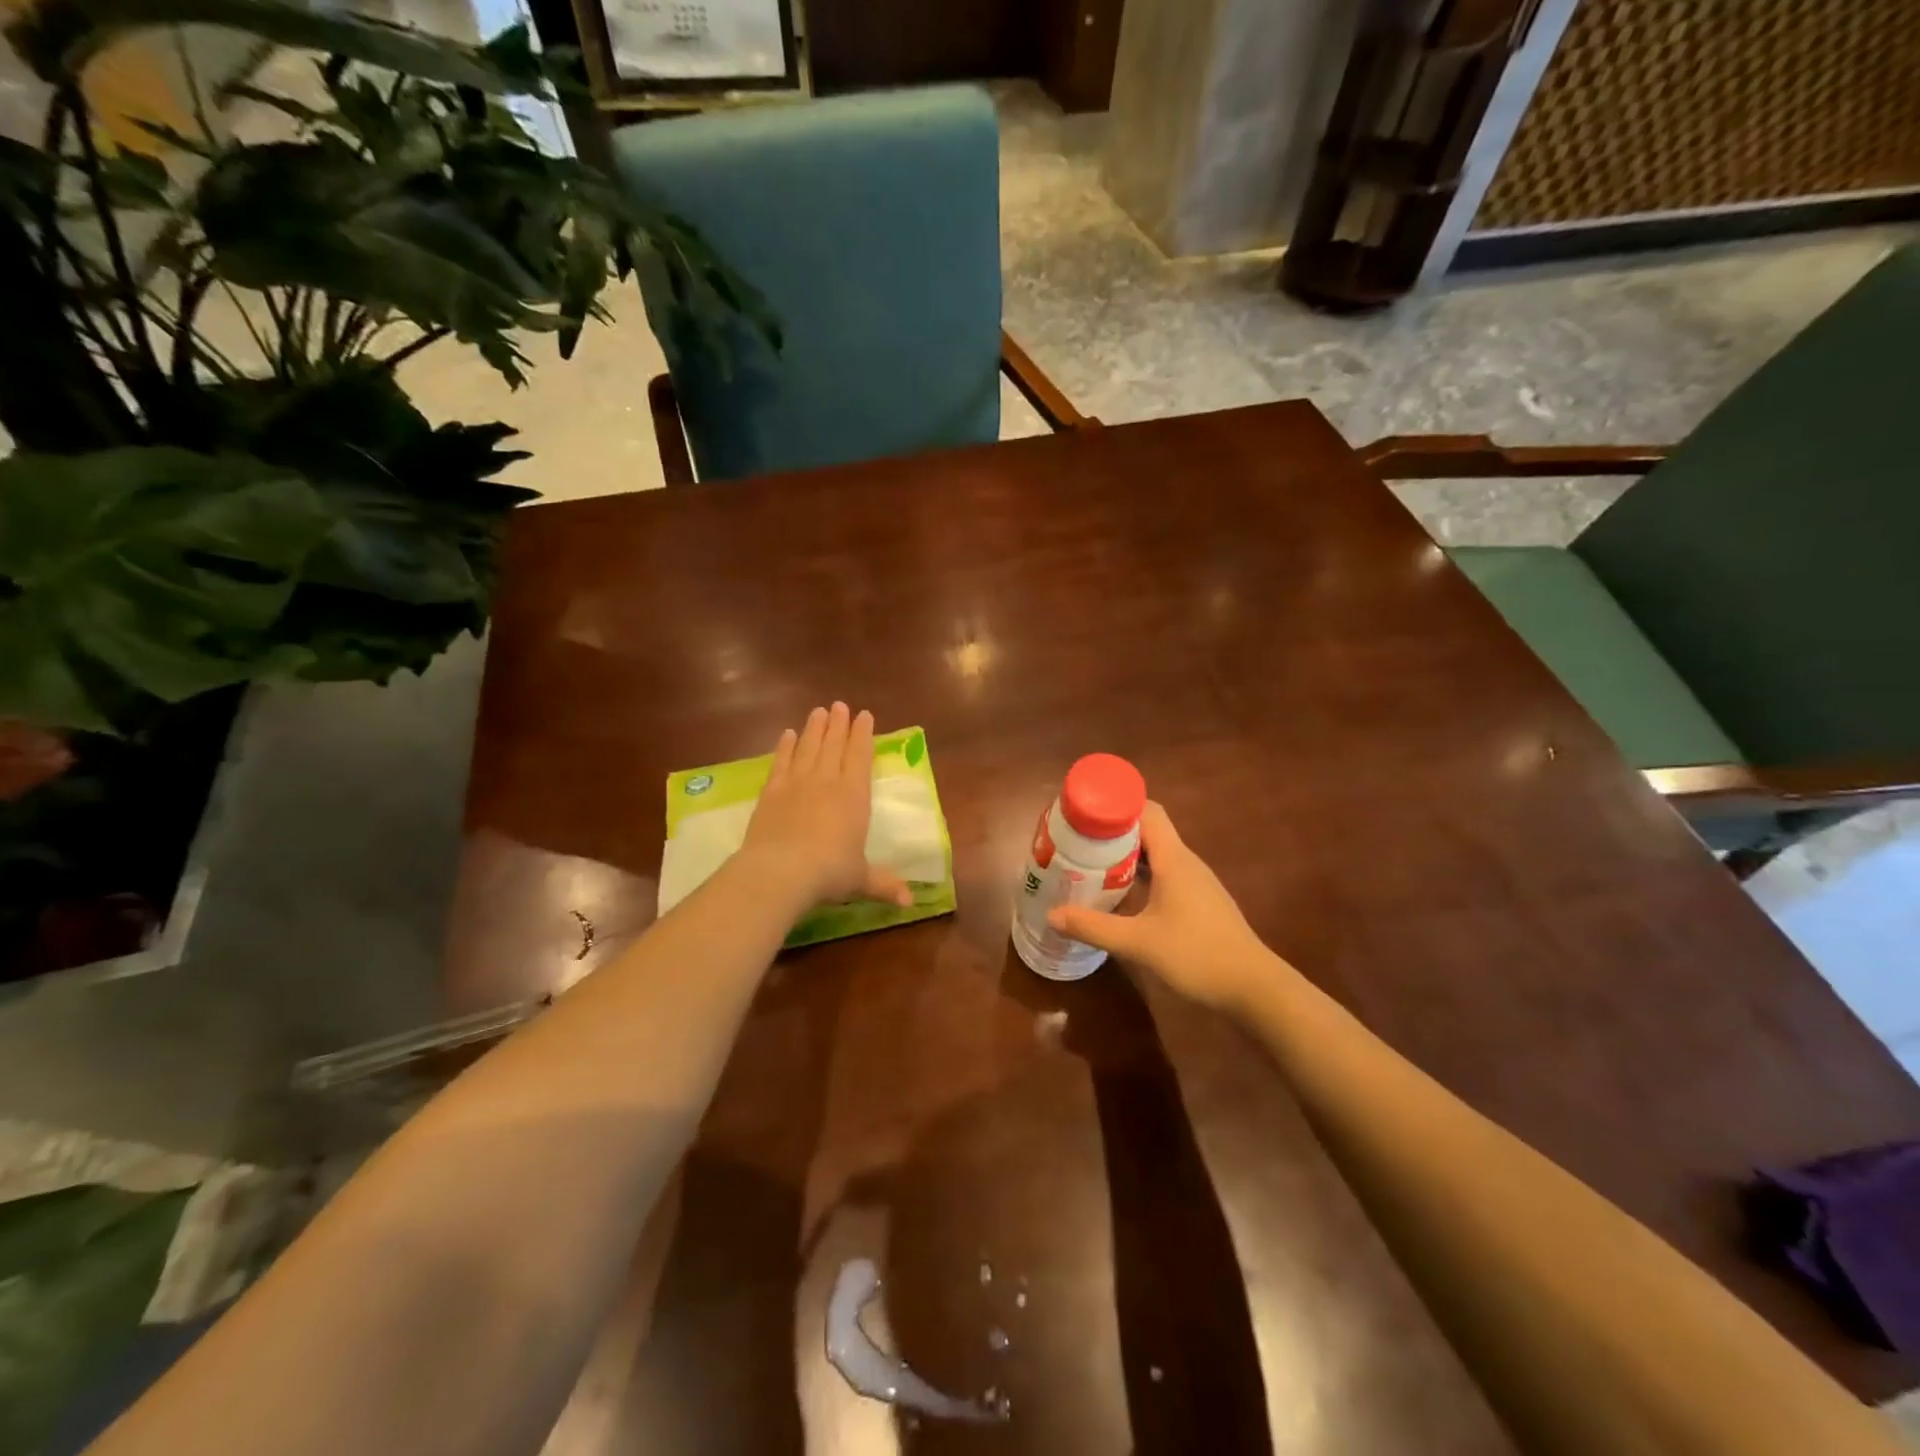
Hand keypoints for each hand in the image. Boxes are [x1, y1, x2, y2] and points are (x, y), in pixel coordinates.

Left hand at [739, 703, 911, 912]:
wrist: (781, 871)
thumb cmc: (829, 872)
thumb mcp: (861, 880)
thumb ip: (884, 884)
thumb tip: (910, 902)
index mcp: (855, 796)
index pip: (861, 757)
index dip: (863, 735)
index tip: (865, 715)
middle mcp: (827, 782)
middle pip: (834, 746)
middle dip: (839, 724)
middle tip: (840, 705)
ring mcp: (797, 784)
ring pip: (809, 748)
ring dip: (814, 729)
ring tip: (818, 711)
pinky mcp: (771, 792)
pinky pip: (781, 763)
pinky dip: (785, 747)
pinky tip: (787, 735)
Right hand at [1046, 802, 1282, 1015]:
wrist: (1254, 988)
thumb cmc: (1197, 955)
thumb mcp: (1138, 942)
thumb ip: (1093, 927)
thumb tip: (1052, 915)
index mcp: (1174, 859)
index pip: (1146, 811)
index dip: (1116, 806)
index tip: (1085, 814)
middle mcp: (1186, 863)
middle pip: (1147, 831)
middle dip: (1112, 833)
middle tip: (1077, 843)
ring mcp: (1195, 883)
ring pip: (1155, 855)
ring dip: (1125, 857)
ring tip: (1090, 866)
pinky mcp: (1198, 903)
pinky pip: (1164, 875)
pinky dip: (1140, 877)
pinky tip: (1120, 897)